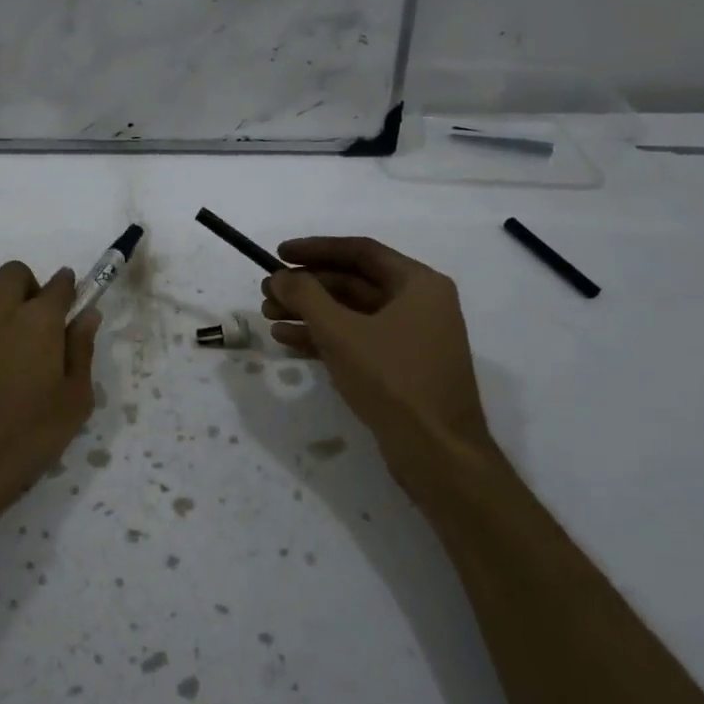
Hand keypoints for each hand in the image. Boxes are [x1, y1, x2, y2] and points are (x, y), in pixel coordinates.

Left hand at [0, 261, 100, 538]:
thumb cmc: (23, 438)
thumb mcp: (72, 403)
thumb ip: (82, 351)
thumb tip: (87, 315)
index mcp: (37, 319)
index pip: (59, 284)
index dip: (70, 290)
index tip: (73, 307)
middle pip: (16, 274)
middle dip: (31, 288)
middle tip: (40, 328)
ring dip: (2, 301)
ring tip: (10, 345)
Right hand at [262, 237, 491, 466]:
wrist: (437, 454)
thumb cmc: (392, 380)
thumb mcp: (341, 332)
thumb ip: (305, 296)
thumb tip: (280, 276)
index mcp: (418, 284)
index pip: (359, 251)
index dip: (315, 249)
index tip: (278, 254)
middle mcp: (419, 304)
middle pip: (353, 282)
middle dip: (307, 287)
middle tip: (266, 291)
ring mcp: (411, 337)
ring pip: (351, 313)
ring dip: (309, 312)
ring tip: (268, 316)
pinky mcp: (400, 367)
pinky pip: (357, 339)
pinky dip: (324, 337)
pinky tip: (287, 340)